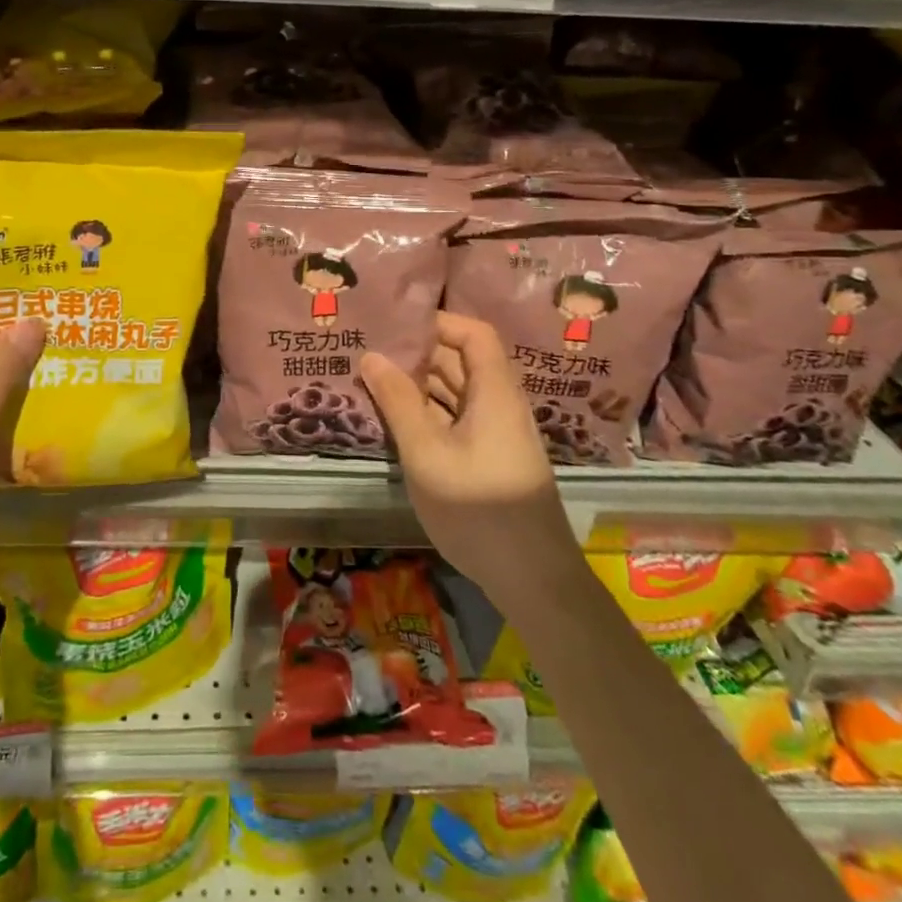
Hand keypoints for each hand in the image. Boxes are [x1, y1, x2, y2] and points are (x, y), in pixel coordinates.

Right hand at [360, 312, 577, 596]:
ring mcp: (494, 434)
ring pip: (455, 393)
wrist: (532, 579)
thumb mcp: (427, 452)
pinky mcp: (487, 459)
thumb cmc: (479, 508)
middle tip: (368, 352)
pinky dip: (426, 414)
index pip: (474, 333)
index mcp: (494, 392)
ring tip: (371, 381)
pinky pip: (454, 420)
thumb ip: (398, 401)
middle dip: (417, 354)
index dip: (438, 323)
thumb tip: (371, 356)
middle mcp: (498, 405)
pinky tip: (393, 421)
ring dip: (417, 386)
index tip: (394, 326)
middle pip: (461, 361)